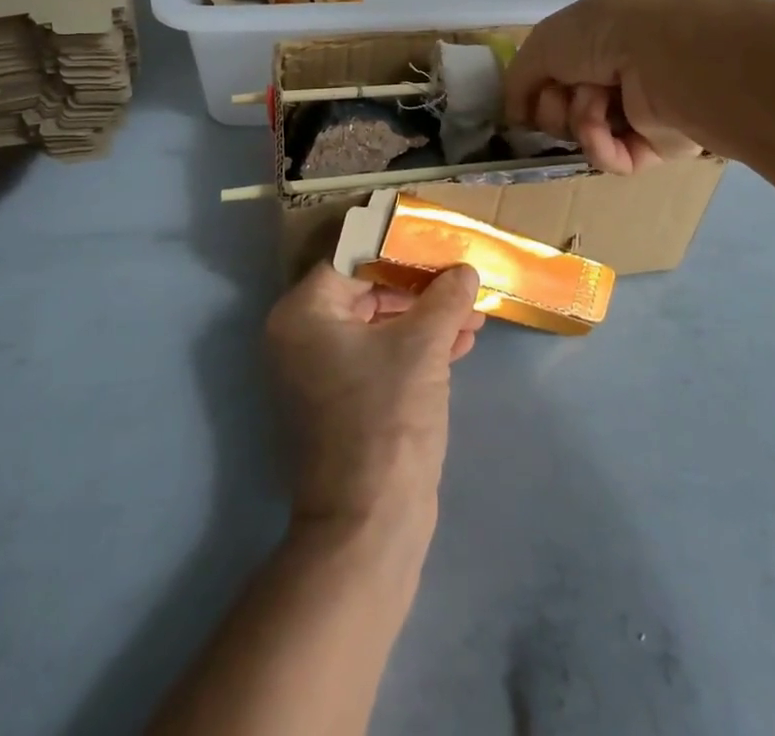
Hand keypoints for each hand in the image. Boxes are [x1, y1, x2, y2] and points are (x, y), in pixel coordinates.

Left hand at [266, 262, 484, 533]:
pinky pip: (379, 357)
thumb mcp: (423, 346)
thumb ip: (444, 298)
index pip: (353, 261)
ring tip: (473, 317)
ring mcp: (319, 372)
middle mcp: (301, 337)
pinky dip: (416, 349)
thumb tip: (464, 269)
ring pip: (378, 326)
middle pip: (367, 292)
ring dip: (426, 320)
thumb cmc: (388, 418)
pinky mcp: (341, 401)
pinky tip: (461, 345)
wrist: (370, 526)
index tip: (439, 249)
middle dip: (421, 292)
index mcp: (303, 313)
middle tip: (463, 286)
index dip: (400, 253)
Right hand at [504, 0, 706, 174]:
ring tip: (593, 106)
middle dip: (555, 104)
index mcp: (603, 34)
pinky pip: (613, 157)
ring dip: (579, 121)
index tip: (524, 96)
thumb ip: (519, 77)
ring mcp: (643, 107)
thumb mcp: (544, 41)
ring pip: (587, 132)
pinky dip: (600, 147)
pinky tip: (604, 131)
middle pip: (566, 104)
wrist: (665, 57)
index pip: (558, 68)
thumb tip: (514, 115)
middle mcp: (624, 68)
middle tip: (562, 96)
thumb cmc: (603, 35)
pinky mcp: (660, 145)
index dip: (537, 85)